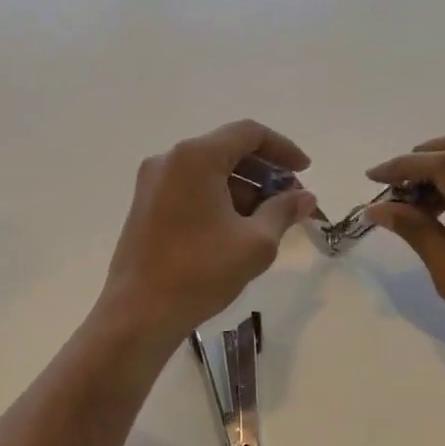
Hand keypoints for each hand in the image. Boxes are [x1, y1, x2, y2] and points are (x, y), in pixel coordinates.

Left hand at [100, 120, 320, 343]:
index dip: (283, 149)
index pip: (248, 133)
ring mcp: (152, 183)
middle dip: (264, 172)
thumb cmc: (200, 272)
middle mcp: (169, 160)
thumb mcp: (255, 243)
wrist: (139, 312)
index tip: (305, 172)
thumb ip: (283, 211)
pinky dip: (218, 199)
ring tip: (268, 221)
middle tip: (290, 201)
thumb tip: (306, 197)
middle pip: (227, 150)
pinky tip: (236, 229)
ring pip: (208, 172)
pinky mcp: (145, 206)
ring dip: (242, 188)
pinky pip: (190, 189)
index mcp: (195, 157)